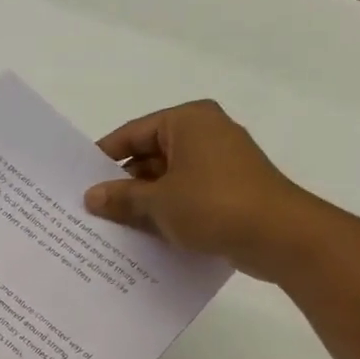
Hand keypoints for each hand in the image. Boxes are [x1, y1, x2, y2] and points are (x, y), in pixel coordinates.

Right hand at [84, 100, 325, 280]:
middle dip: (123, 184)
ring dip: (143, 202)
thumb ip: (121, 197)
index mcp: (188, 121)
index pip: (133, 133)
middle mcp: (205, 133)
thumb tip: (90, 196)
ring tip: (110, 227)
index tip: (79, 182)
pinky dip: (166, 212)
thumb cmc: (214, 204)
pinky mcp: (229, 191)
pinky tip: (144, 237)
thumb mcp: (158, 202)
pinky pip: (186, 196)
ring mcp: (220, 163)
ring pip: (168, 179)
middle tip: (90, 209)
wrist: (280, 236)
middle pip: (150, 155)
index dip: (104, 158)